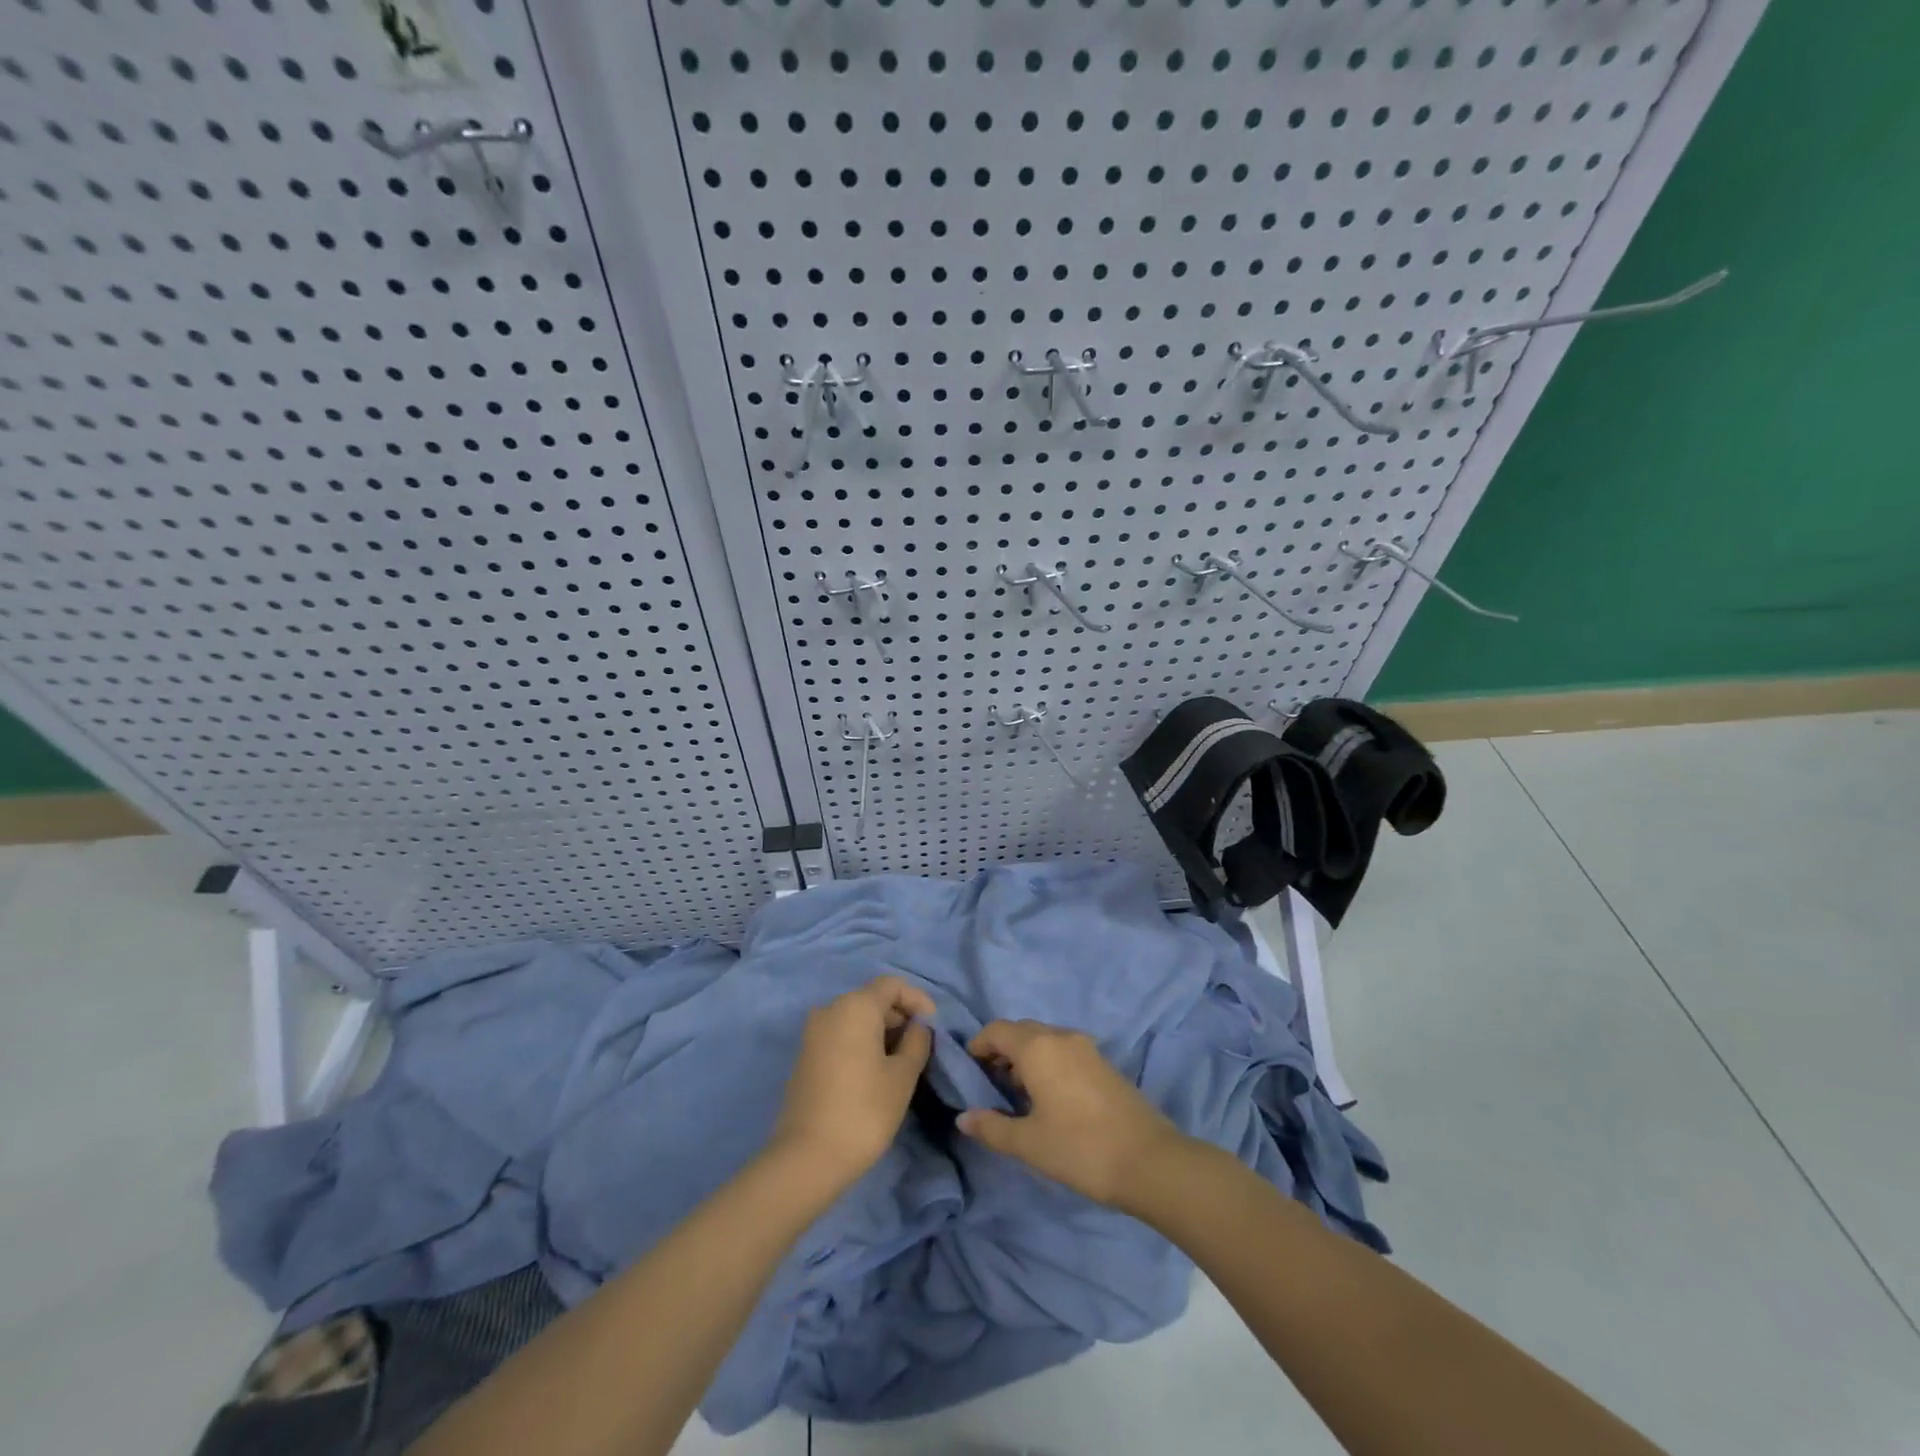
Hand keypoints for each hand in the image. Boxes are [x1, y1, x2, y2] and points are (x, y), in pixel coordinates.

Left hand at [771, 975, 935, 1187]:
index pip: (893, 985)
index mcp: (855, 1006)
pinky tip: (875, 1071)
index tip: (934, 1028)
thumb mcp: (903, 1075)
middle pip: (873, 998)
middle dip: (900, 1016)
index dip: (918, 1000)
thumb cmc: (864, 1111)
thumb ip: (917, 1041)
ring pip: (856, 1018)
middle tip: (921, 1046)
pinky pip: (841, 1034)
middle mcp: (830, 1009)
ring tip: (902, 1060)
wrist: (807, 1157)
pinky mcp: (805, 1055)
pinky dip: (862, 1042)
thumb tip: (919, 1026)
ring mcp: (813, 1032)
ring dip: (882, 1031)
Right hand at [956, 1020, 1188, 1210]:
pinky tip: (1050, 1099)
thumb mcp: (1028, 1143)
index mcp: (1038, 1047)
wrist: (1149, 1161)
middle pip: (1022, 1031)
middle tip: (990, 1084)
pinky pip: (1065, 1051)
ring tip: (1018, 1095)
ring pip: (1045, 1040)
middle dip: (1002, 1051)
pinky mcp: (1104, 1064)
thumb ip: (991, 1128)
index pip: (997, 1030)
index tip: (969, 1070)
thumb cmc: (1080, 1148)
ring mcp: (1087, 1048)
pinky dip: (1049, 1063)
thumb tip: (963, 1118)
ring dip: (1027, 1058)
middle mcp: (1061, 1036)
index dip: (978, 1045)